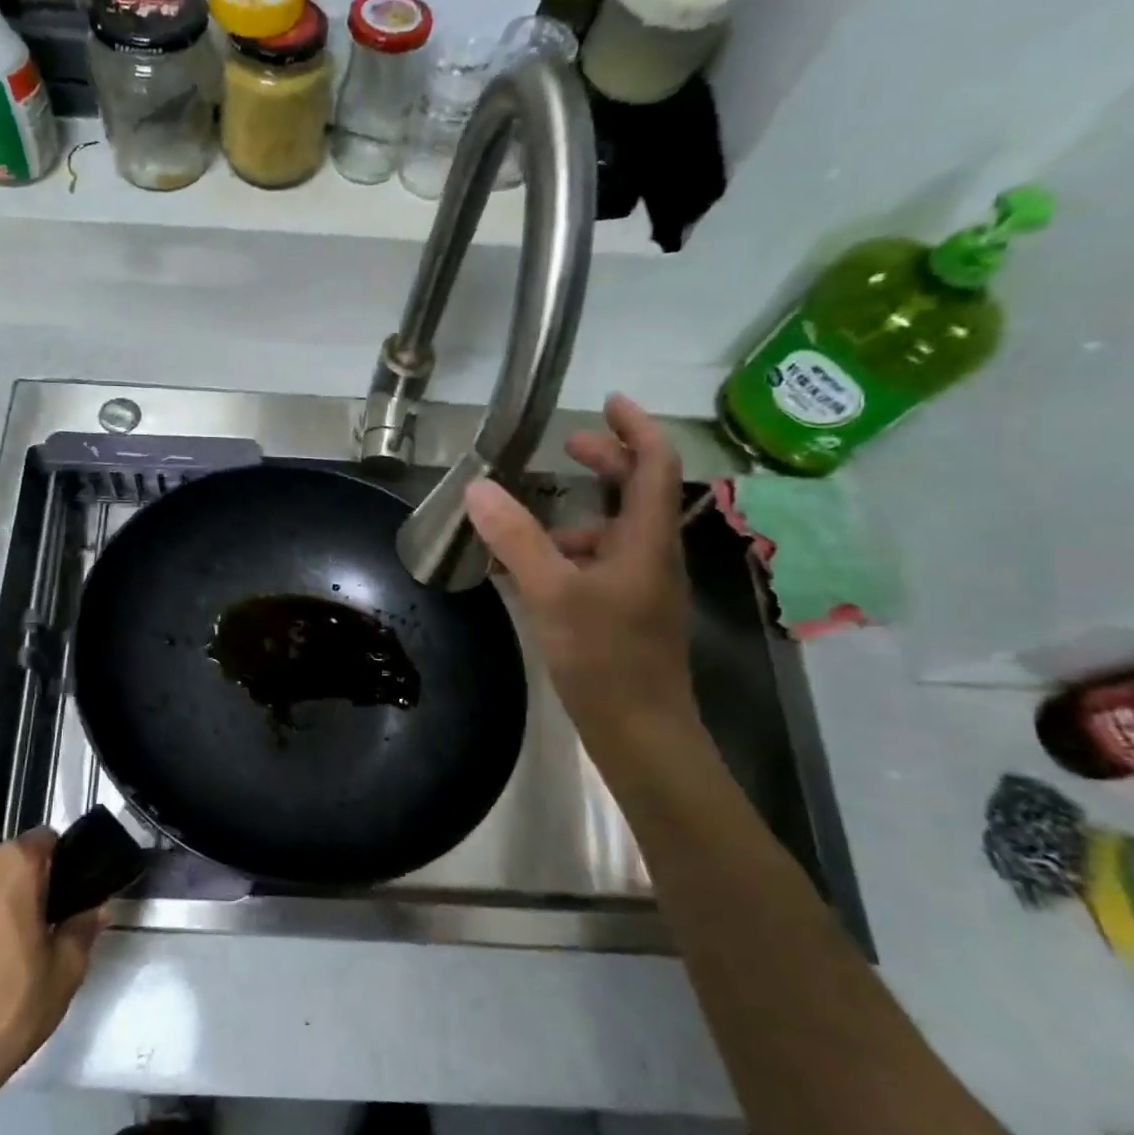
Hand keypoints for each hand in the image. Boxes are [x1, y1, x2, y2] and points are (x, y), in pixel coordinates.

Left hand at [0, 830, 103, 1131]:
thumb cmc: (3, 1013)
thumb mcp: (64, 976)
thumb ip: (83, 930)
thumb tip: (93, 909)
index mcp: (13, 865)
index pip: (44, 841)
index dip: (55, 868)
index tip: (56, 903)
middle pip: (1, 863)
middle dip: (12, 888)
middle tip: (19, 937)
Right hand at [464, 394, 696, 744]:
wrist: (641, 734)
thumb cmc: (605, 659)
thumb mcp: (552, 593)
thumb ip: (516, 538)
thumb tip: (477, 487)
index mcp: (647, 540)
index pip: (655, 464)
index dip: (636, 426)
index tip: (607, 401)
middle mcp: (652, 555)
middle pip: (637, 492)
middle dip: (605, 462)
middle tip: (565, 446)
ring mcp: (640, 586)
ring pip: (612, 532)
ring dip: (574, 515)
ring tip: (521, 519)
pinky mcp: (625, 611)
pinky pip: (595, 564)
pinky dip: (564, 554)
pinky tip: (523, 571)